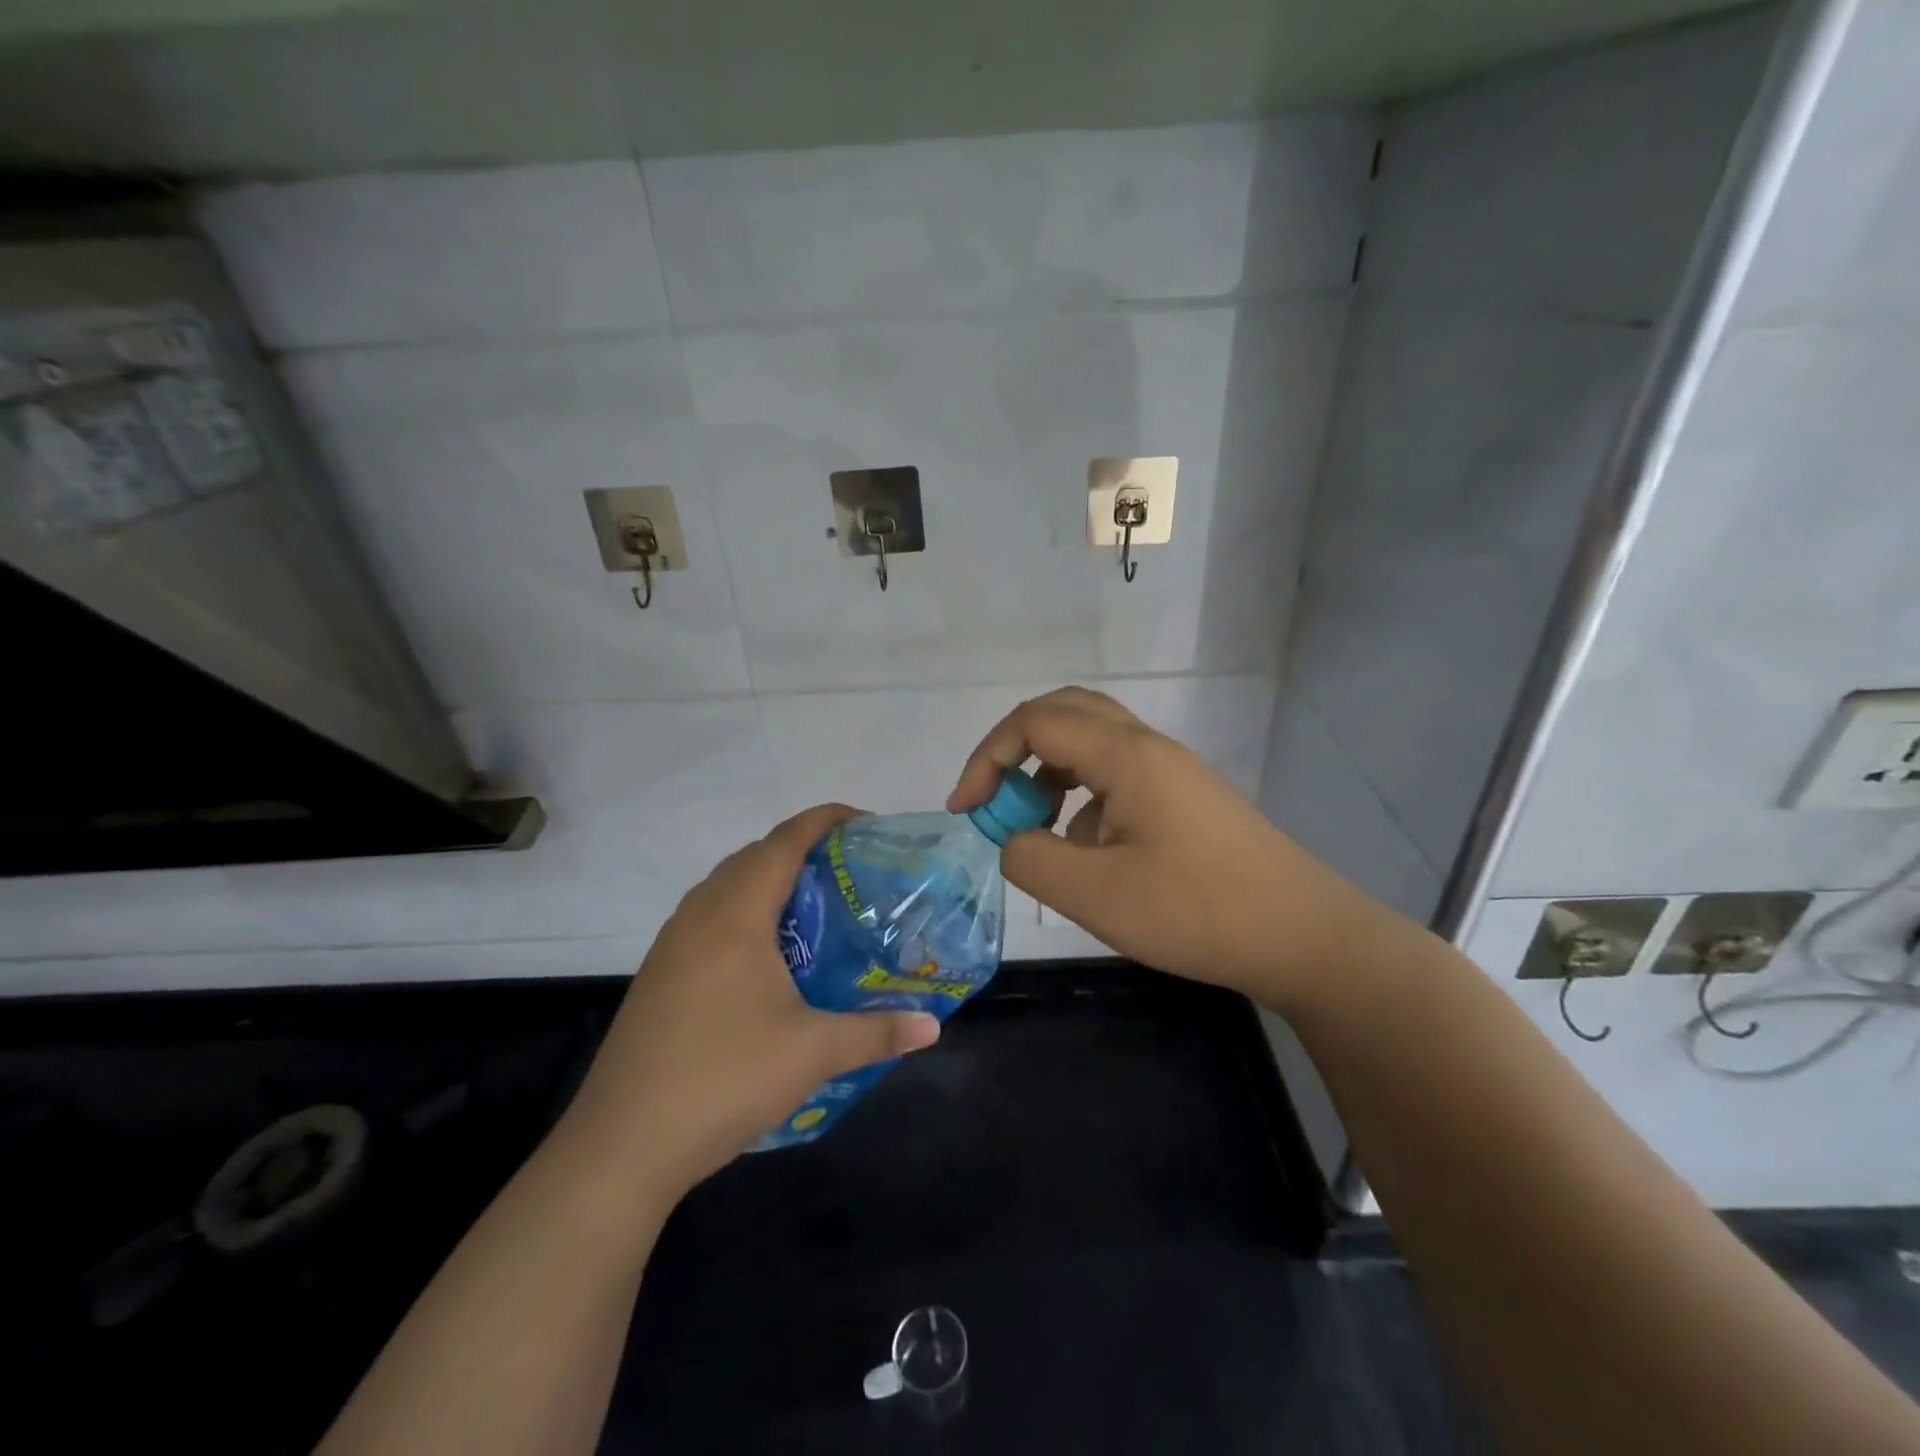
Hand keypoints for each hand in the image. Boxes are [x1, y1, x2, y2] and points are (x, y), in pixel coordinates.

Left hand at [559, 805, 941, 1197]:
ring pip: (726, 886)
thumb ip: (877, 1032)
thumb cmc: (723, 1079)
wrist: (620, 1146)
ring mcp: (671, 944)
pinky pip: (709, 917)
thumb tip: (933, 1026)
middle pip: (754, 856)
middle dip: (802, 848)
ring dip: (769, 880)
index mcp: (735, 914)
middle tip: (850, 870)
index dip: (825, 820)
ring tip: (815, 907)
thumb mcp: (812, 1053)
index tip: (865, 823)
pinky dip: (745, 912)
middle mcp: (699, 915)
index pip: (784, 842)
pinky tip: (768, 956)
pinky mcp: (659, 974)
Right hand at [947, 687, 1379, 1010]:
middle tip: (993, 799)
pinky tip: (1087, 853)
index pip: (1035, 722)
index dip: (987, 758)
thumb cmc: (1197, 911)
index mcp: (1126, 755)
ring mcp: (1170, 772)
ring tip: (1036, 829)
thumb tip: (1012, 839)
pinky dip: (1082, 799)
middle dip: (1015, 749)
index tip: (965, 811)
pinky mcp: (1182, 800)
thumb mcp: (1096, 894)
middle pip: (1065, 713)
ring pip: (1090, 744)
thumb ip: (1031, 858)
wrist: (1302, 936)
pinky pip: (1116, 778)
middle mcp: (1148, 748)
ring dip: (1049, 773)